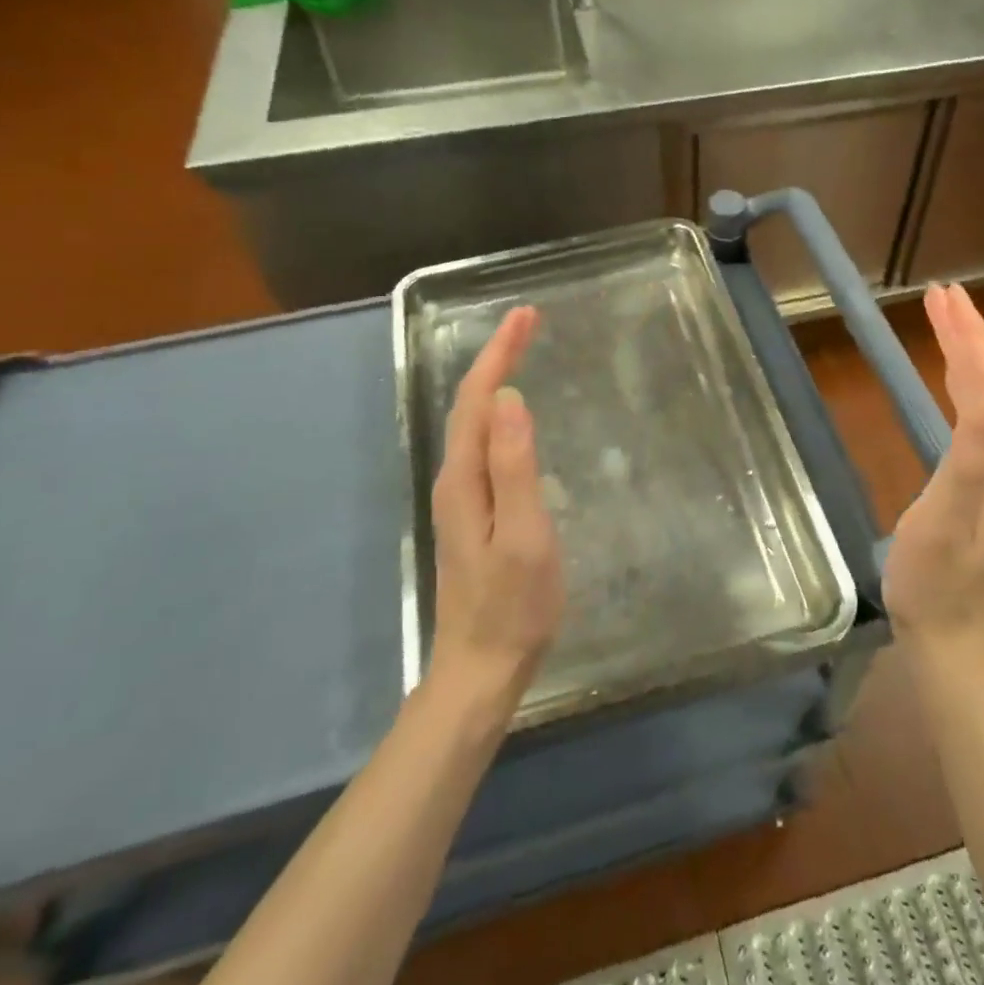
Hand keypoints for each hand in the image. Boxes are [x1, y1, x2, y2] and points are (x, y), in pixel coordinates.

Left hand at [427, 306, 564, 716]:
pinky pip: (483, 444)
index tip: (525, 315)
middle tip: (528, 321)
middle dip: (495, 356)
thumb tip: (509, 398)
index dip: (498, 353)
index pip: (478, 399)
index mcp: (465, 478)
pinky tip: (513, 414)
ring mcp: (461, 497)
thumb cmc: (513, 605)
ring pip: (474, 423)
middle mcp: (455, 479)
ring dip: (495, 380)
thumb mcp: (524, 534)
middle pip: (471, 404)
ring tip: (521, 351)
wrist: (482, 669)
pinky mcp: (474, 512)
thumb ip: (515, 466)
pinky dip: (498, 412)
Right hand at [883, 284, 983, 671]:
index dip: (971, 336)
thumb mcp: (948, 514)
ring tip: (943, 328)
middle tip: (940, 297)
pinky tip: (949, 393)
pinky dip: (962, 392)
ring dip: (966, 360)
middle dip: (969, 337)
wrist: (957, 649)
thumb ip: (974, 450)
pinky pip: (979, 426)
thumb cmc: (938, 581)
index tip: (944, 294)